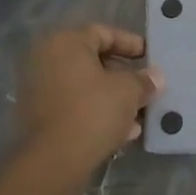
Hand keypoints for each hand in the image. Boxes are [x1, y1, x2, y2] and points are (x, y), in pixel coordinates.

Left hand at [14, 24, 163, 188]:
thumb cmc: (92, 112)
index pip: (103, 33)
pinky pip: (74, 105)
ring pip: (85, 86)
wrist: (53, 162)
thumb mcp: (127, 92)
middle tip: (146, 87)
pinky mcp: (39, 116)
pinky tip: (123, 132)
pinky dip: (97, 112)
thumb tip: (156, 76)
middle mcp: (46, 59)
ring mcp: (39, 88)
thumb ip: (144, 80)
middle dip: (123, 75)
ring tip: (139, 114)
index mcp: (65, 42)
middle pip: (93, 60)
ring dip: (113, 97)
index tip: (150, 58)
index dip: (130, 44)